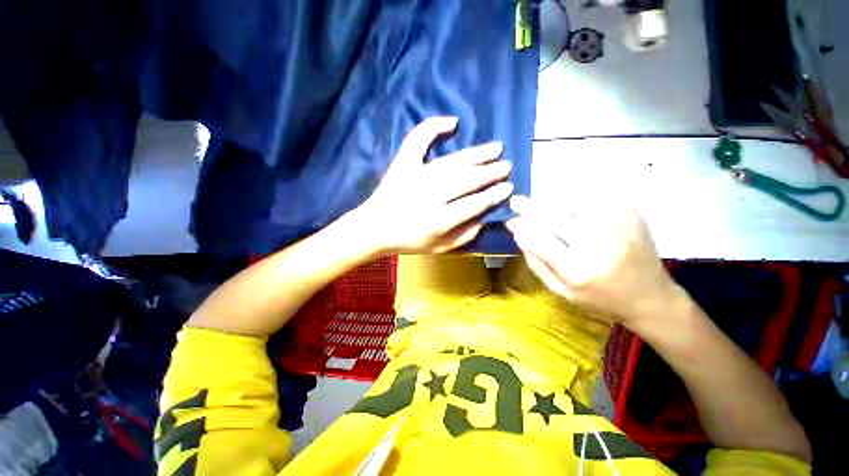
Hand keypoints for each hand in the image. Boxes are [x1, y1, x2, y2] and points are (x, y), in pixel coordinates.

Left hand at [356, 116, 513, 253]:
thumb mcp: (438, 248)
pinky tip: (452, 122)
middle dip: (489, 173)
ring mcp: (414, 176)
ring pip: (452, 162)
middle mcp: (428, 196)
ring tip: (495, 148)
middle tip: (506, 166)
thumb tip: (484, 219)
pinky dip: (433, 127)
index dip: (493, 196)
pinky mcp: (402, 164)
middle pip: (465, 180)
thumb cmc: (407, 240)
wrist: (374, 228)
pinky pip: (418, 140)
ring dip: (476, 154)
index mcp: (437, 221)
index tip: (508, 188)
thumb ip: (463, 237)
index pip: (473, 204)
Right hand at [505, 195, 677, 326]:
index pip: (539, 239)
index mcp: (578, 269)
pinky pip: (596, 195)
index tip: (510, 220)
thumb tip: (519, 234)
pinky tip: (568, 200)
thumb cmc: (601, 299)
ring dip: (552, 200)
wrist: (651, 297)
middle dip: (529, 207)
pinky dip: (577, 195)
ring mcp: (618, 225)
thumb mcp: (562, 291)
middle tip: (515, 201)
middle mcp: (598, 244)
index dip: (521, 227)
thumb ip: (537, 263)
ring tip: (542, 202)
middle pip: (554, 216)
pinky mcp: (631, 214)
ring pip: (573, 201)